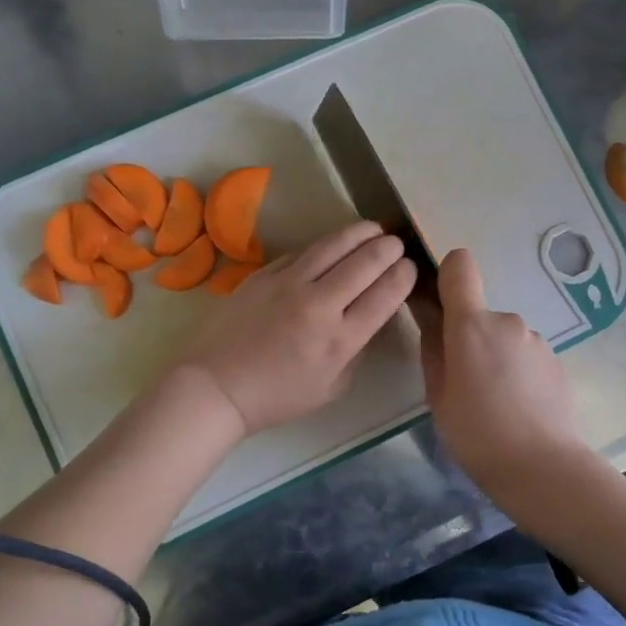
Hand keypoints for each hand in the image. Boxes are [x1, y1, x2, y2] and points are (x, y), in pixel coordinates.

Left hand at [175, 221, 417, 436]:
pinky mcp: (264, 274)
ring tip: (372, 229)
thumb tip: (369, 317)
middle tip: (396, 243)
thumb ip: (356, 350)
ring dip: (360, 233)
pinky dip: (324, 246)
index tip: (408, 268)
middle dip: (388, 248)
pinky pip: (302, 252)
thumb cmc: (278, 397)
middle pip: (365, 262)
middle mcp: (319, 305)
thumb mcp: (332, 387)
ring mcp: (288, 284)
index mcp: (340, 339)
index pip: (385, 294)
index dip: (403, 275)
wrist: (217, 386)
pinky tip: (332, 246)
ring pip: (333, 245)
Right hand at [418, 248, 581, 488]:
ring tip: (494, 402)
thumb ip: (432, 346)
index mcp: (472, 325)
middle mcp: (508, 321)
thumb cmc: (476, 433)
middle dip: (470, 338)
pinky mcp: (557, 362)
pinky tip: (518, 408)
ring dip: (496, 357)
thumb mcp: (438, 394)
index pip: (460, 266)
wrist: (543, 468)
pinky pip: (526, 356)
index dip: (447, 274)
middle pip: (480, 313)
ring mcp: (537, 340)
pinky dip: (518, 372)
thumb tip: (427, 313)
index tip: (439, 302)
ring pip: (504, 338)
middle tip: (465, 383)